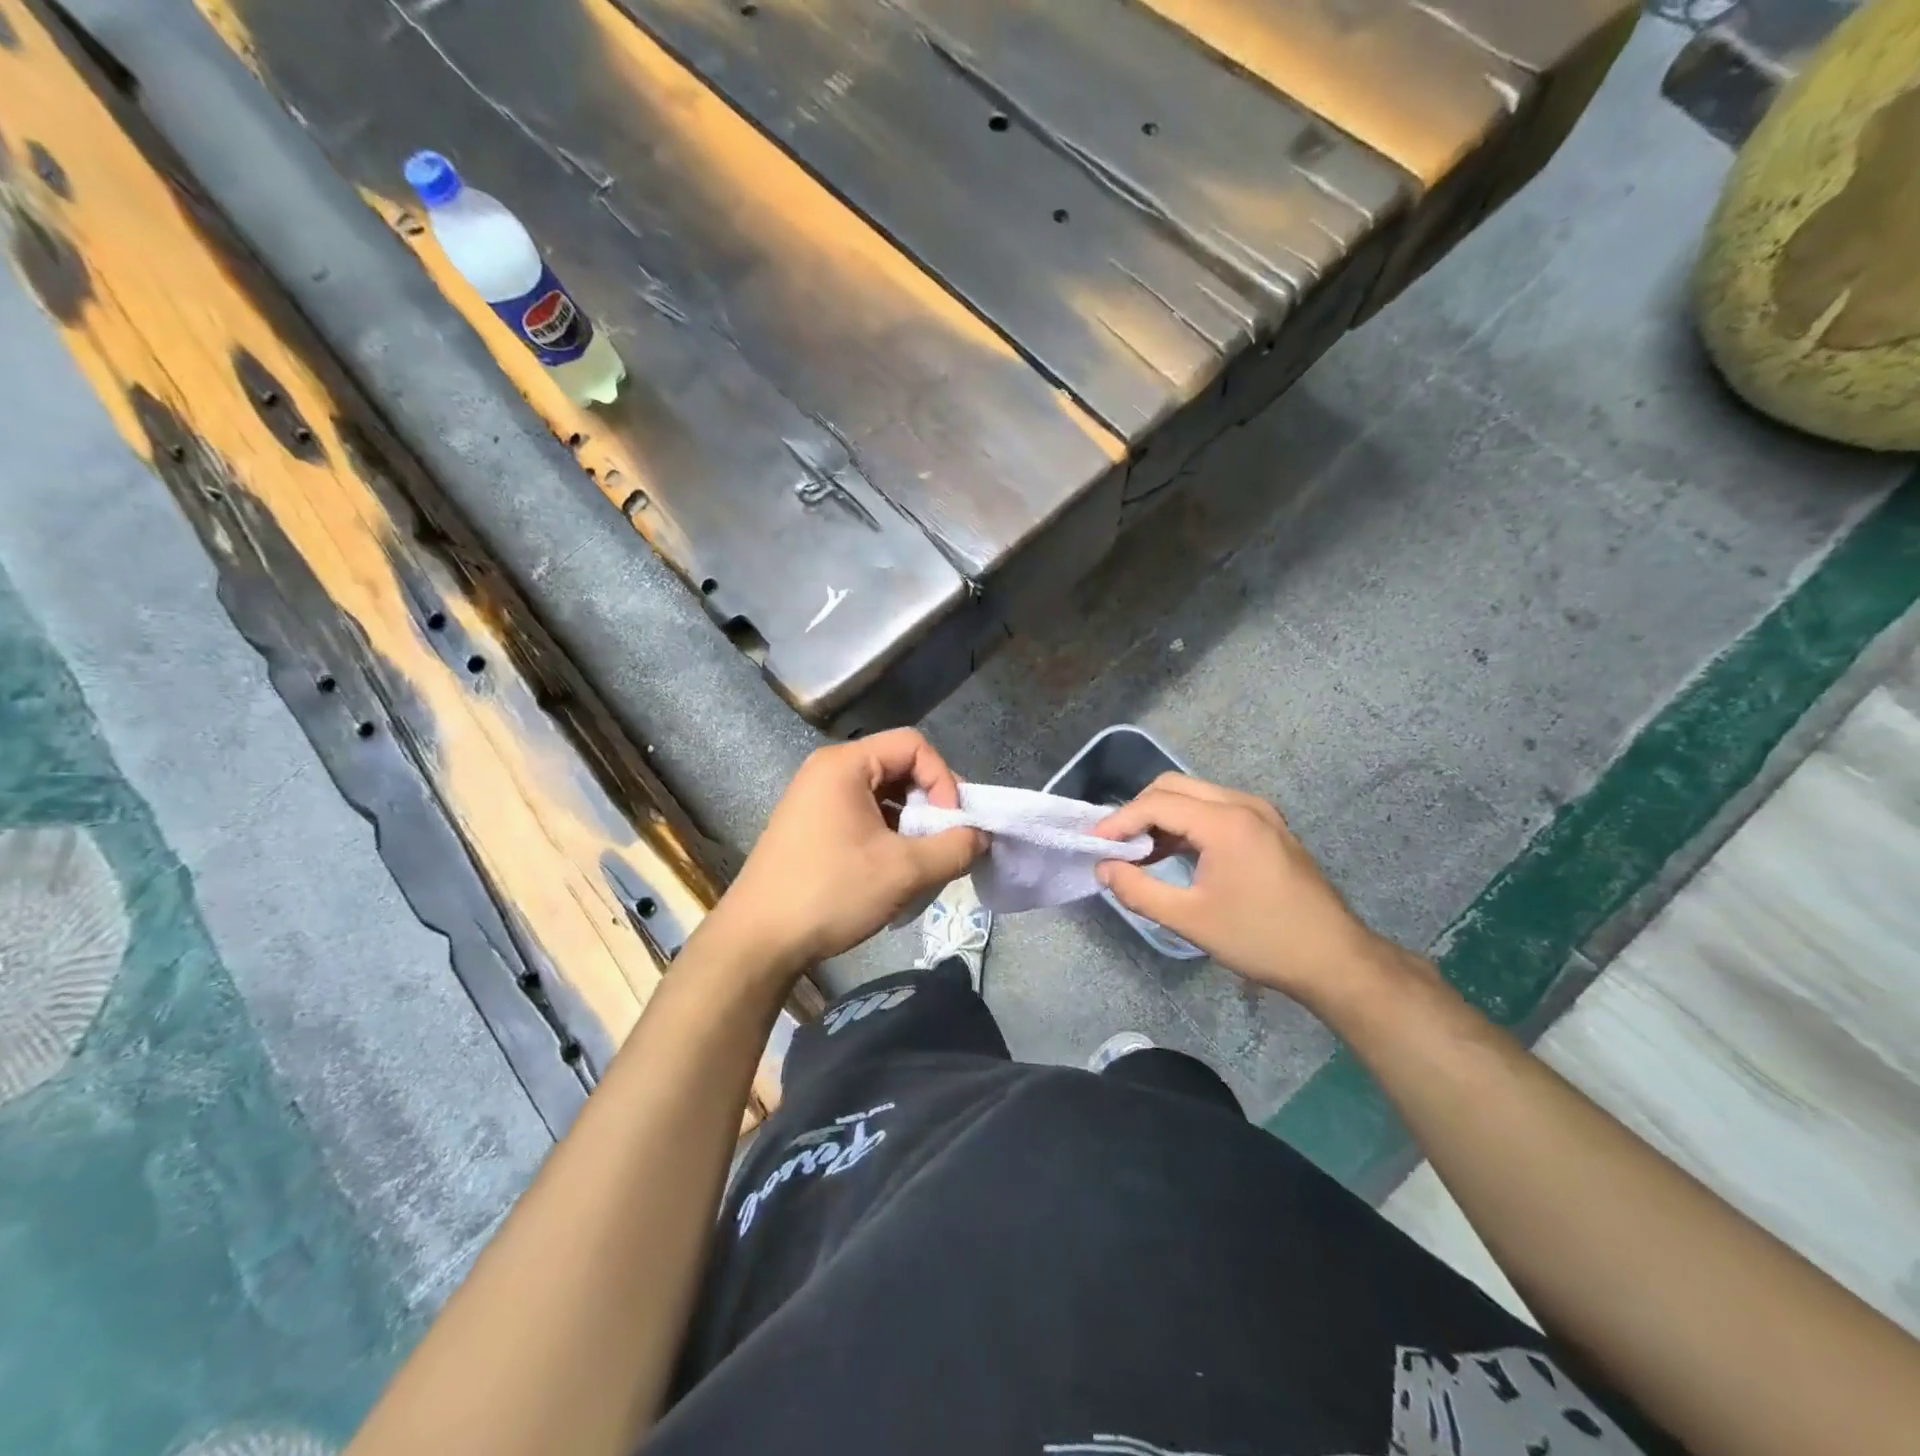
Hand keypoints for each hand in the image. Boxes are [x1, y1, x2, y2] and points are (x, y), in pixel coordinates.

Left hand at [706, 729, 985, 979]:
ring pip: (884, 795)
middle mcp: (828, 771)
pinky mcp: (811, 827)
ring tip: (923, 861)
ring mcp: (816, 799)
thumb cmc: (831, 892)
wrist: (758, 941)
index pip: (914, 745)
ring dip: (912, 824)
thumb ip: (955, 848)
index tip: (952, 824)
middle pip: (899, 767)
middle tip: (946, 842)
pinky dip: (889, 835)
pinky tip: (894, 870)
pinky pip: (863, 815)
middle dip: (931, 804)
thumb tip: (981, 837)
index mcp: (845, 765)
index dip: (943, 779)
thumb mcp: (905, 871)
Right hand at [1095, 774, 1400, 1010]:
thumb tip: (1104, 869)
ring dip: (1162, 816)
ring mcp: (1260, 813)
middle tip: (1114, 844)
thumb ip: (1138, 890)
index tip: (1093, 844)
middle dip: (1138, 811)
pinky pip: (1215, 810)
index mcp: (1225, 821)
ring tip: (1138, 852)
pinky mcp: (1268, 827)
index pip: (1157, 804)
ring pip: (1195, 795)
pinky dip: (1187, 824)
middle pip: (1174, 787)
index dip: (1119, 821)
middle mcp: (1243, 804)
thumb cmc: (1260, 938)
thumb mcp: (1189, 920)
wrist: (1334, 959)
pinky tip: (1173, 853)